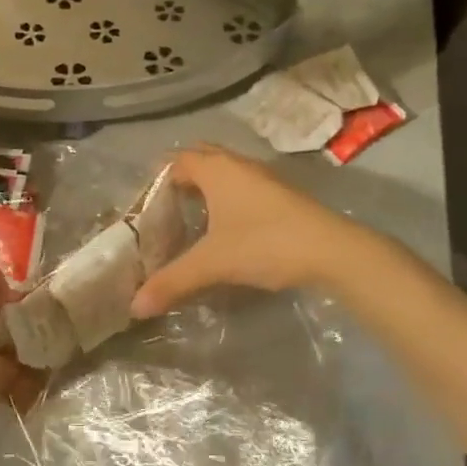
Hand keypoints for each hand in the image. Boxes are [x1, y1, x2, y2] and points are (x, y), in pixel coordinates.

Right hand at [130, 146, 360, 316]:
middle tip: (165, 208)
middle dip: (182, 178)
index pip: (177, 160)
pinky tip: (227, 228)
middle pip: (202, 158)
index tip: (145, 206)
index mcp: (217, 170)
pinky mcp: (281, 195)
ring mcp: (264, 178)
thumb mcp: (213, 263)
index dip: (159, 179)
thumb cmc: (264, 243)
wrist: (332, 250)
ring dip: (207, 187)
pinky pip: (243, 186)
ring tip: (191, 219)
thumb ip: (173, 281)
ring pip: (226, 172)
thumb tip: (135, 307)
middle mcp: (238, 165)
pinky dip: (228, 198)